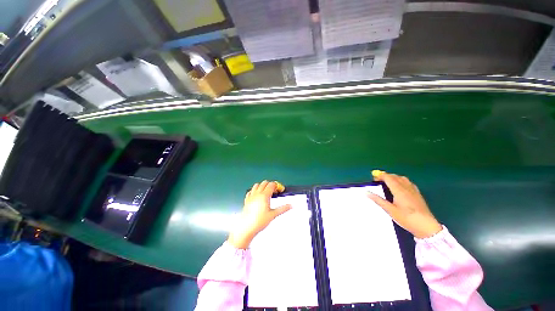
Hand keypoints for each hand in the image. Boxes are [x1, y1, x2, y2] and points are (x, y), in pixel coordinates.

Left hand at [228, 181, 290, 248]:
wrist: (246, 227)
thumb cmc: (259, 221)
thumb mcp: (273, 215)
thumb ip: (283, 209)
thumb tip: (290, 206)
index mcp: (264, 195)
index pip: (272, 184)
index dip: (277, 186)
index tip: (280, 190)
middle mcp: (257, 194)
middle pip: (264, 183)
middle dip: (271, 185)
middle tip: (275, 191)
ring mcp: (251, 196)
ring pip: (257, 185)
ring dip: (262, 186)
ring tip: (266, 193)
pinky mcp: (247, 200)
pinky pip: (250, 191)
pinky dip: (255, 190)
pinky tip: (257, 196)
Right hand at [367, 170, 441, 238]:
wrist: (426, 227)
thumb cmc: (407, 219)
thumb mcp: (390, 210)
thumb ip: (378, 200)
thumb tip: (366, 192)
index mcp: (399, 190)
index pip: (388, 178)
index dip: (380, 175)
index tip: (373, 175)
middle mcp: (406, 188)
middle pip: (395, 176)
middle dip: (386, 175)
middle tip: (378, 179)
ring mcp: (413, 190)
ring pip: (402, 178)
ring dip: (394, 177)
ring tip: (387, 182)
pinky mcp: (418, 194)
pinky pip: (408, 182)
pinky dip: (401, 180)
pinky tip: (400, 186)